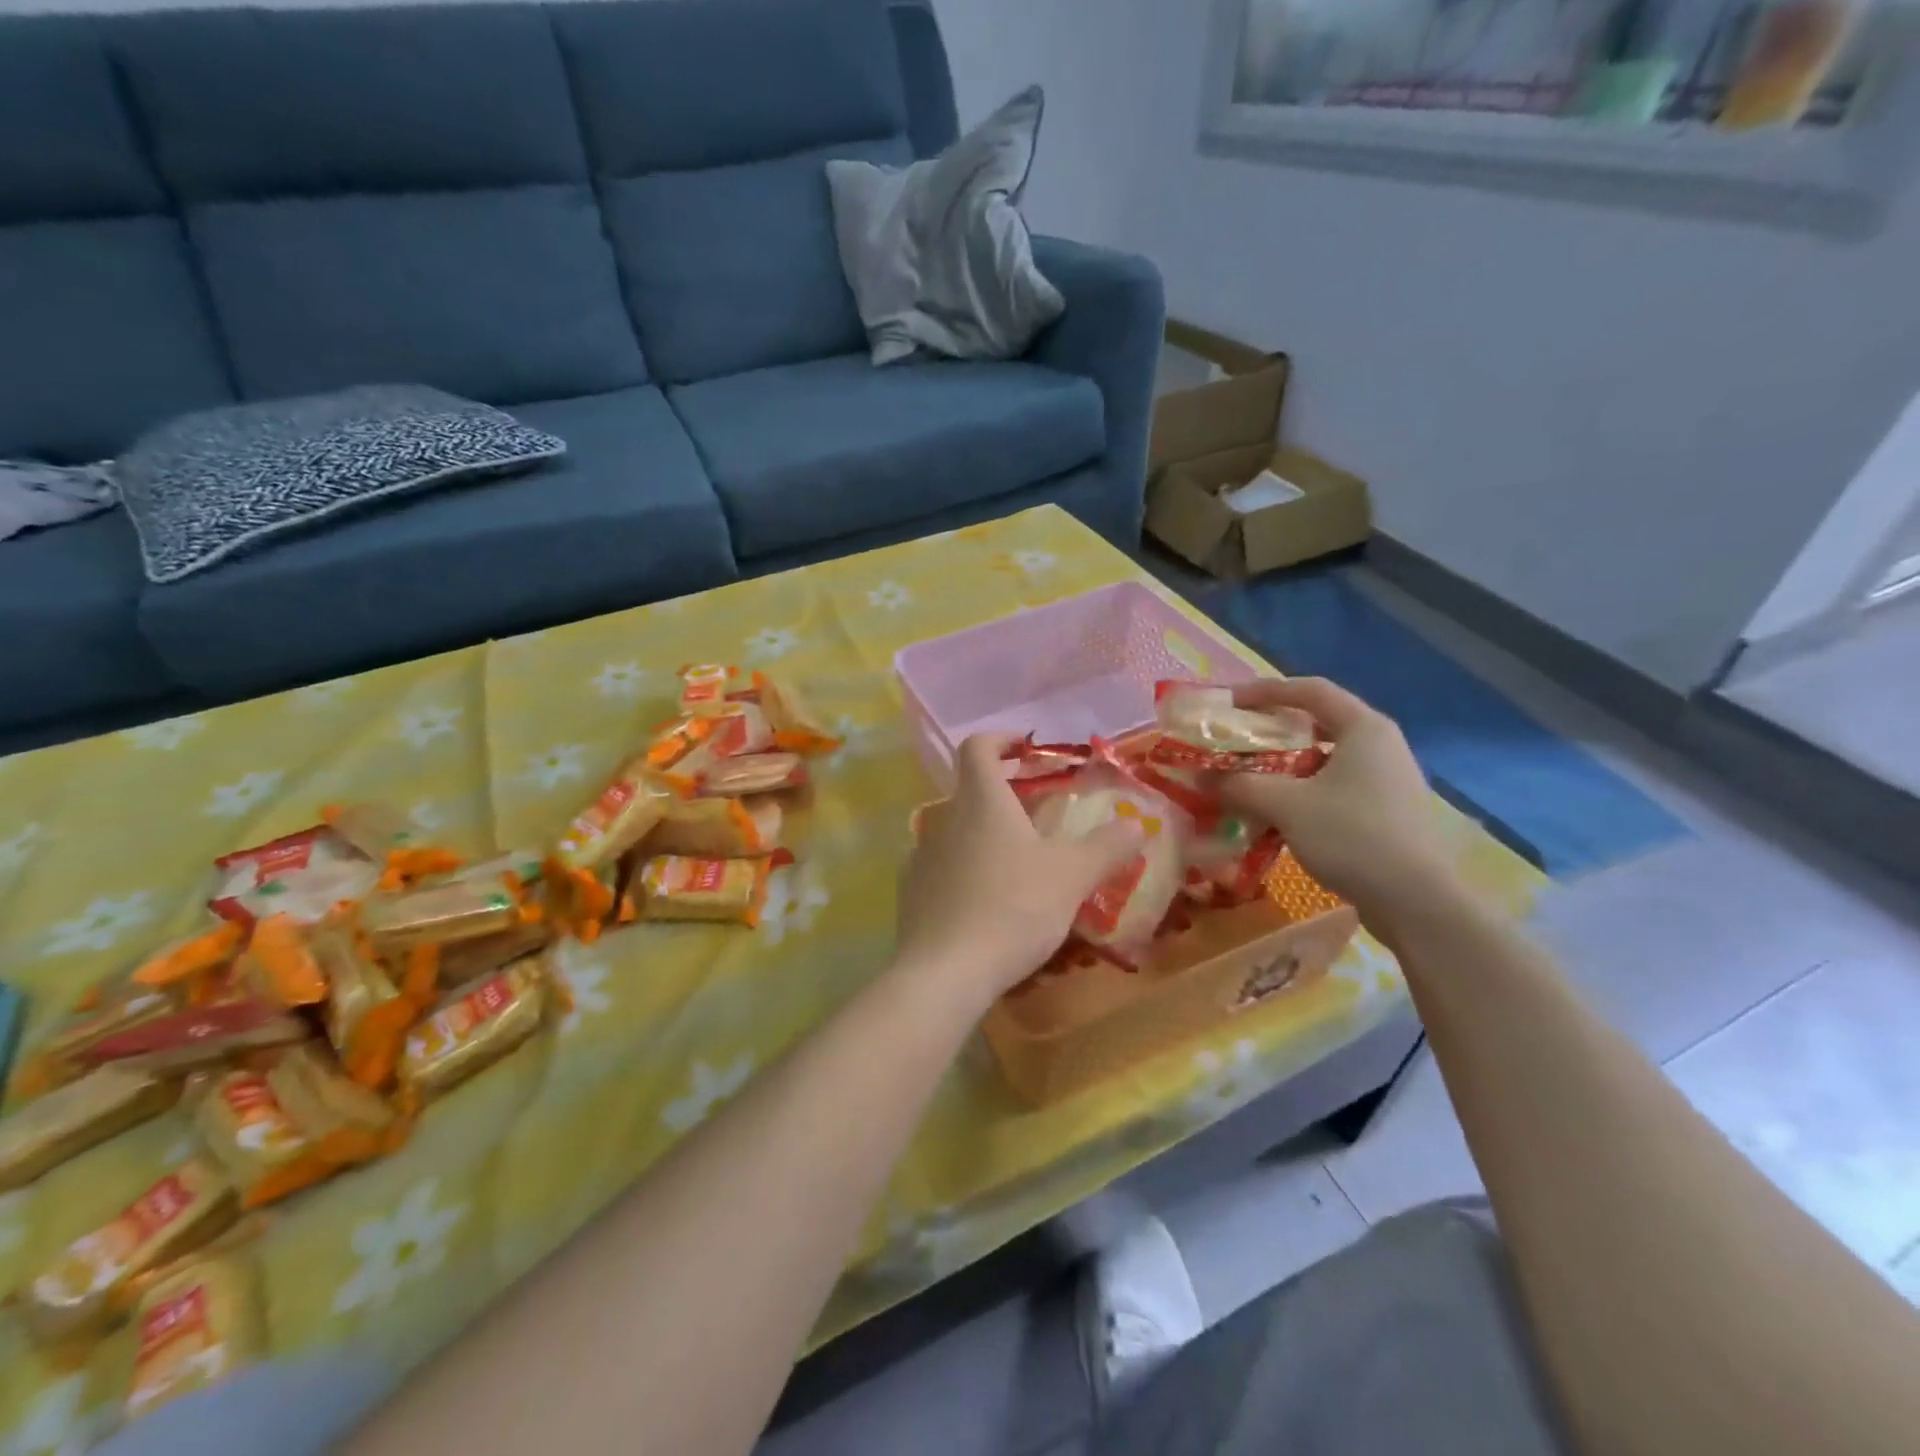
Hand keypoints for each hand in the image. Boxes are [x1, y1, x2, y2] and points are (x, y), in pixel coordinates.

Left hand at [894, 734, 1143, 1013]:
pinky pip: (941, 866)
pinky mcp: (911, 892)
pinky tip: (986, 900)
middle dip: (1004, 794)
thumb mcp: (1071, 876)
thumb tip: (1136, 823)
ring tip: (1017, 862)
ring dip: (984, 834)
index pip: (977, 747)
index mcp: (981, 802)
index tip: (1027, 748)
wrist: (945, 972)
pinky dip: (965, 869)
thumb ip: (1106, 846)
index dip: (1001, 739)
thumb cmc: (1012, 908)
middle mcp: (945, 819)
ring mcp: (922, 856)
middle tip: (1038, 813)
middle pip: (970, 790)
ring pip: (956, 830)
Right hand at [1215, 678, 1459, 922]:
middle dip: (1272, 730)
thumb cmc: (1353, 836)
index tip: (1227, 703)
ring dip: (1283, 765)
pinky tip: (1277, 814)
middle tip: (1235, 740)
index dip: (1264, 691)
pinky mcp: (1386, 812)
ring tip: (1248, 778)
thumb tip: (1199, 777)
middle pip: (1318, 722)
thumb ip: (1240, 784)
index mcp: (1364, 728)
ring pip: (1324, 758)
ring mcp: (1387, 780)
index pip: (1310, 690)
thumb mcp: (1286, 805)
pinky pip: (1334, 787)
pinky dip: (1301, 791)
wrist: (1418, 902)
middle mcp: (1380, 745)